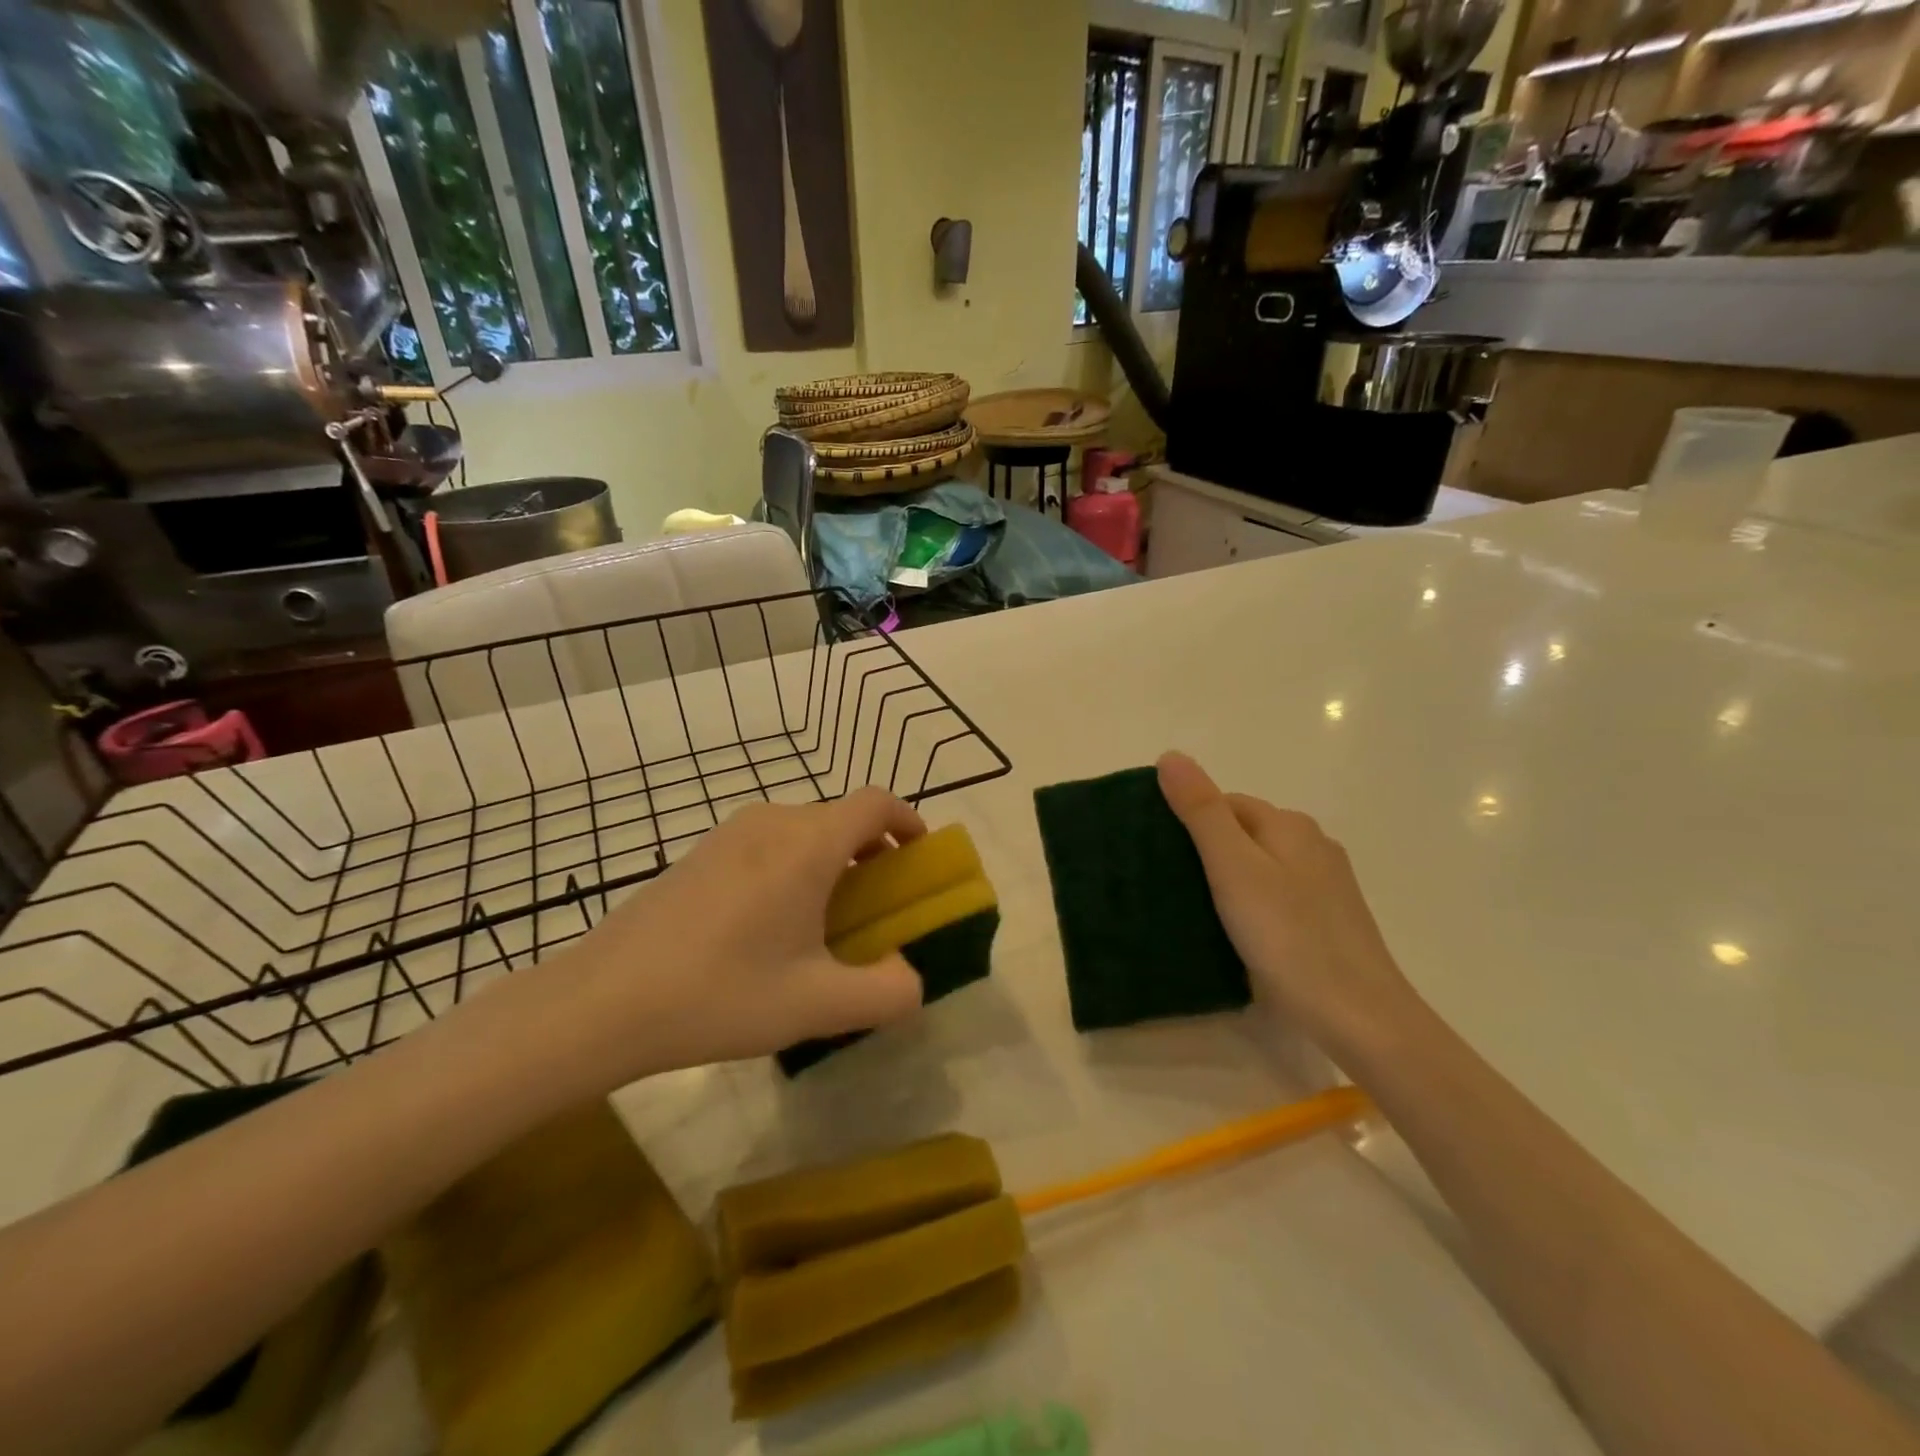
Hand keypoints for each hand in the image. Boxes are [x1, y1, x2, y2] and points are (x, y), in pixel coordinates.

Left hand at [526, 788, 928, 1087]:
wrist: (603, 1001)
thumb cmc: (721, 994)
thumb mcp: (818, 1005)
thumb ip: (887, 993)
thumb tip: (911, 979)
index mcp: (808, 845)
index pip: (875, 802)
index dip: (907, 820)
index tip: (918, 857)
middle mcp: (772, 823)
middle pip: (840, 818)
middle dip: (871, 852)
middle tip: (876, 906)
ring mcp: (729, 834)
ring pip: (802, 830)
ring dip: (830, 860)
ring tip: (823, 921)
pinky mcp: (699, 853)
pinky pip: (766, 844)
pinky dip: (792, 866)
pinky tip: (768, 926)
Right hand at [1156, 751, 1421, 1061]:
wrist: (1358, 1017)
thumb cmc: (1288, 936)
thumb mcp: (1233, 868)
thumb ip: (1201, 811)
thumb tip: (1171, 755)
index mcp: (1289, 825)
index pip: (1225, 803)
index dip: (1188, 820)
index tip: (1156, 854)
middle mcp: (1311, 845)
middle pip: (1243, 833)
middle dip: (1204, 850)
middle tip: (1167, 885)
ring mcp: (1324, 885)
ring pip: (1259, 866)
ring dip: (1225, 880)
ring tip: (1190, 910)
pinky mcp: (1327, 921)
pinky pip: (1274, 897)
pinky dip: (1248, 905)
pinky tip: (1233, 933)